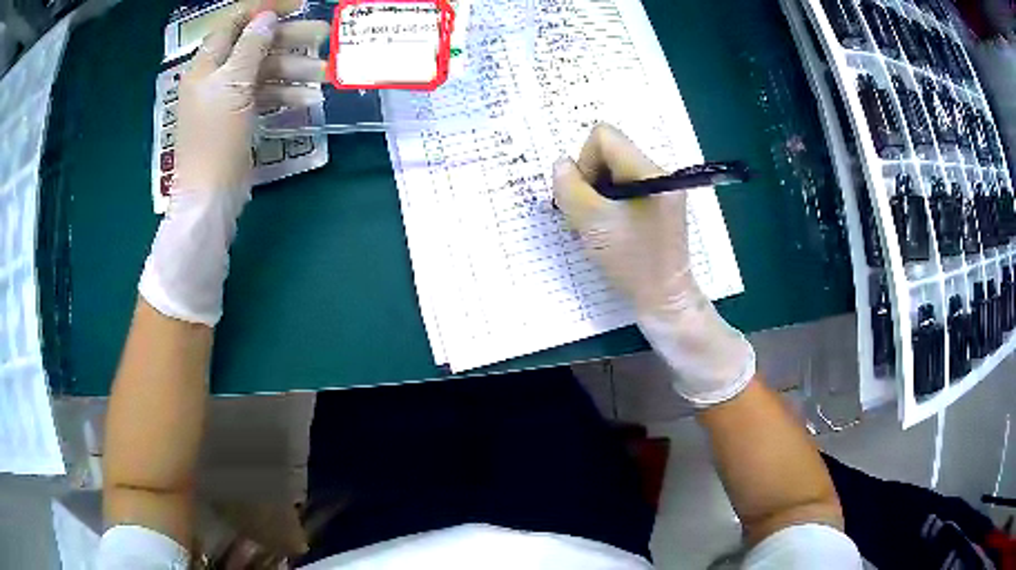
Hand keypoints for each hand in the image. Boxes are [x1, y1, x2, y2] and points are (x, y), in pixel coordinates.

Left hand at [176, 10, 326, 193]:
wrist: (209, 197)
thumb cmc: (216, 138)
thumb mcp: (233, 86)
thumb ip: (251, 47)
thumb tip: (266, 17)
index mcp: (207, 64)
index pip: (234, 22)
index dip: (263, 10)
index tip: (297, 7)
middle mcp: (215, 76)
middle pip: (255, 45)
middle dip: (288, 39)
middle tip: (322, 37)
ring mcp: (227, 98)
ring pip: (263, 71)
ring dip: (293, 70)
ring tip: (323, 74)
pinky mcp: (239, 117)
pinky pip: (264, 95)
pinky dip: (284, 93)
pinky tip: (307, 99)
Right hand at [552, 124, 754, 405]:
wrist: (665, 299)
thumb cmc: (632, 262)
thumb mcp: (593, 224)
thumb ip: (570, 188)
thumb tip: (561, 164)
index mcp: (650, 171)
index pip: (604, 137)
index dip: (585, 162)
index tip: (588, 198)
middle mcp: (659, 172)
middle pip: (609, 152)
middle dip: (590, 180)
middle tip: (588, 214)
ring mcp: (661, 189)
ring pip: (614, 171)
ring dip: (597, 194)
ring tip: (597, 225)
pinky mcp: (658, 205)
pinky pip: (625, 188)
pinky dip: (609, 203)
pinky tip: (608, 229)